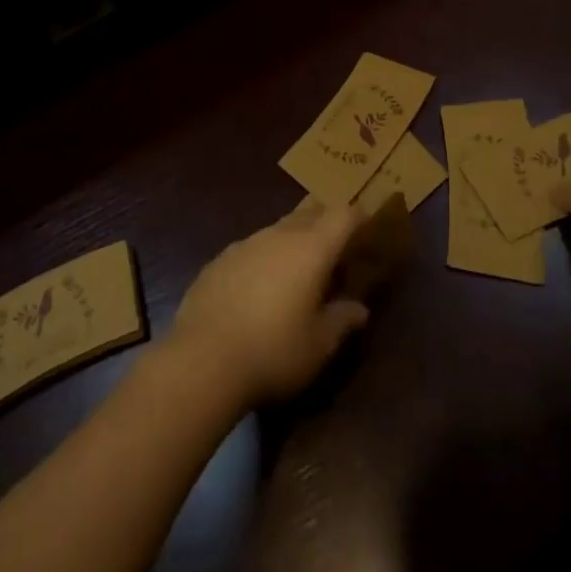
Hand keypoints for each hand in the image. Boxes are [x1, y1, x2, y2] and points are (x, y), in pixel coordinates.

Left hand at [170, 203, 371, 409]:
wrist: (202, 359)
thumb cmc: (273, 351)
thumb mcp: (319, 345)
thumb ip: (342, 321)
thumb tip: (359, 309)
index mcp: (311, 249)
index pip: (343, 215)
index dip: (358, 216)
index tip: (368, 224)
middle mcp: (278, 235)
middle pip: (310, 212)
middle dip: (327, 221)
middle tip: (338, 244)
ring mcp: (245, 244)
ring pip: (278, 228)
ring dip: (294, 238)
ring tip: (299, 267)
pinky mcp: (219, 259)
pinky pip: (252, 248)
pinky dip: (265, 257)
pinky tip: (260, 286)